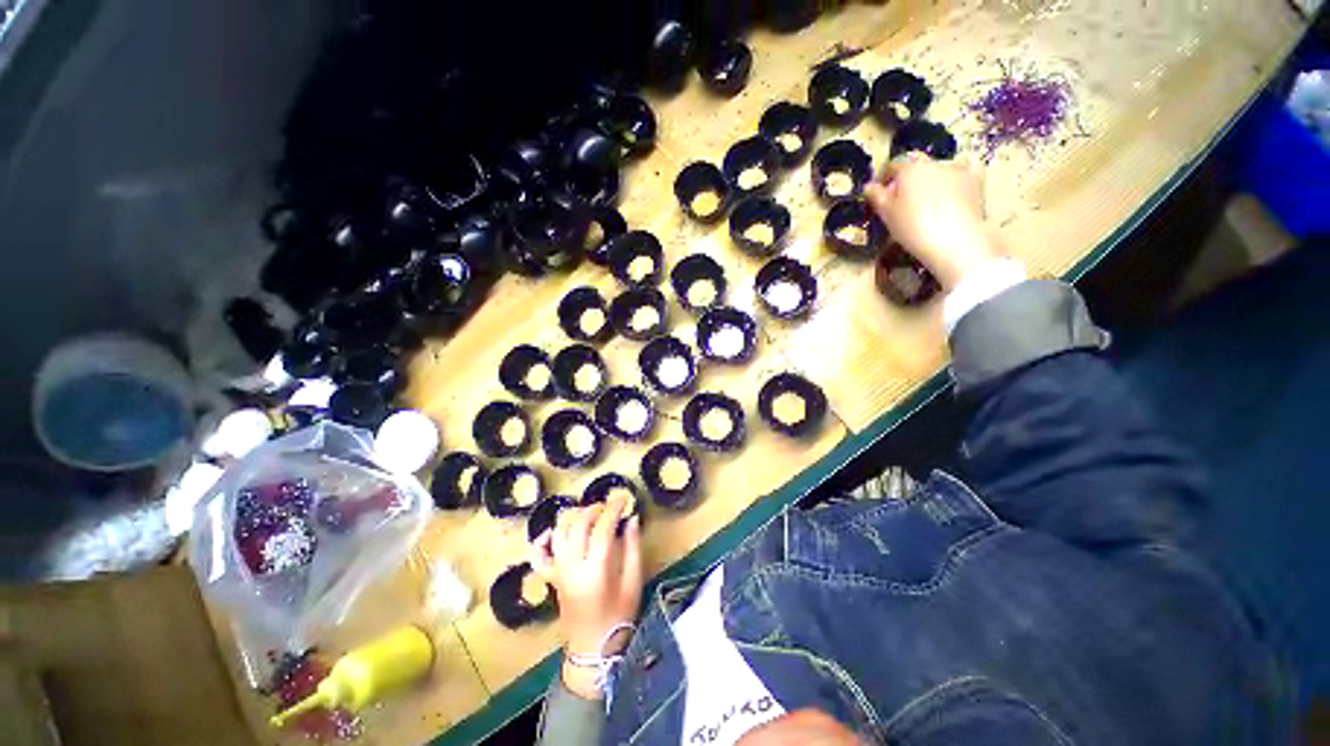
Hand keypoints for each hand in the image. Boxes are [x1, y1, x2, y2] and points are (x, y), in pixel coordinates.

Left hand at [531, 494, 642, 698]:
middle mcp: (573, 567)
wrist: (593, 649)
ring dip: (574, 518)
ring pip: (559, 534)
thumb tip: (632, 518)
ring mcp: (558, 573)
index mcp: (596, 570)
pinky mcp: (551, 579)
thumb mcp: (633, 582)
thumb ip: (633, 547)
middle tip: (608, 506)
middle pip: (578, 525)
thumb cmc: (619, 616)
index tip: (623, 497)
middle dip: (594, 509)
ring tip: (590, 516)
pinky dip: (543, 541)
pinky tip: (553, 533)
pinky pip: (539, 556)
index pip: (603, 528)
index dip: (613, 509)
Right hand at [864, 154, 1000, 290]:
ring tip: (927, 203)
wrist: (954, 240)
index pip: (892, 165)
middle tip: (902, 202)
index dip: (884, 179)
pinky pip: (963, 175)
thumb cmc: (912, 227)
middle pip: (916, 166)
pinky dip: (956, 181)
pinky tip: (953, 193)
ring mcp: (957, 169)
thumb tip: (869, 186)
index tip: (880, 194)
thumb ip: (877, 197)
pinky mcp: (975, 181)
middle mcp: (934, 162)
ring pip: (938, 170)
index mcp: (909, 168)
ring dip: (930, 181)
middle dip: (908, 180)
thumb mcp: (887, 214)